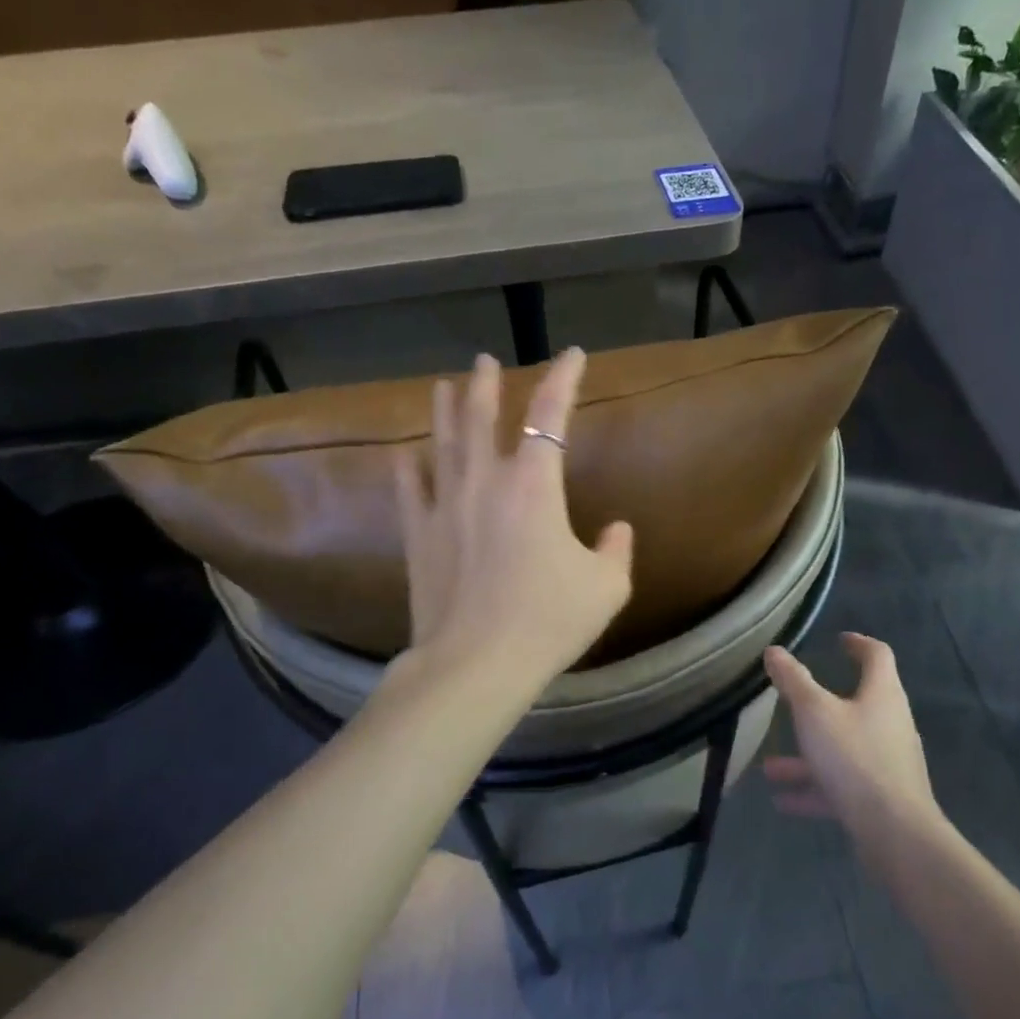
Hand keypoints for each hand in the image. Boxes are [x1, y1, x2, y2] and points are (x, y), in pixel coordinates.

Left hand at [393, 348, 633, 691]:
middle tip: (484, 360)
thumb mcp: (606, 587)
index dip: (563, 378)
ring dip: (444, 410)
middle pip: (481, 417)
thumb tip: (616, 529)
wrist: (476, 663)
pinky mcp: (420, 535)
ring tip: (442, 385)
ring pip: (442, 443)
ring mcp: (446, 506)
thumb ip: (616, 550)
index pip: (550, 414)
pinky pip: (410, 489)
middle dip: (486, 384)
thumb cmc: (549, 620)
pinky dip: (408, 468)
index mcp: (534, 484)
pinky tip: (403, 454)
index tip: (573, 355)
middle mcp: (486, 481)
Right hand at [761, 634, 941, 872]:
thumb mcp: (814, 712)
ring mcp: (887, 763)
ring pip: (843, 749)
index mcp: (882, 695)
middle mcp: (890, 724)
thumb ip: (793, 681)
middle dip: (820, 706)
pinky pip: (842, 785)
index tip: (840, 640)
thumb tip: (774, 651)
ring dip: (807, 755)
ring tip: (770, 767)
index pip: (877, 656)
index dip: (859, 644)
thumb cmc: (854, 758)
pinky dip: (814, 788)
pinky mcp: (881, 798)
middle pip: (858, 704)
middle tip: (796, 701)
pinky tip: (782, 802)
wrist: (895, 833)